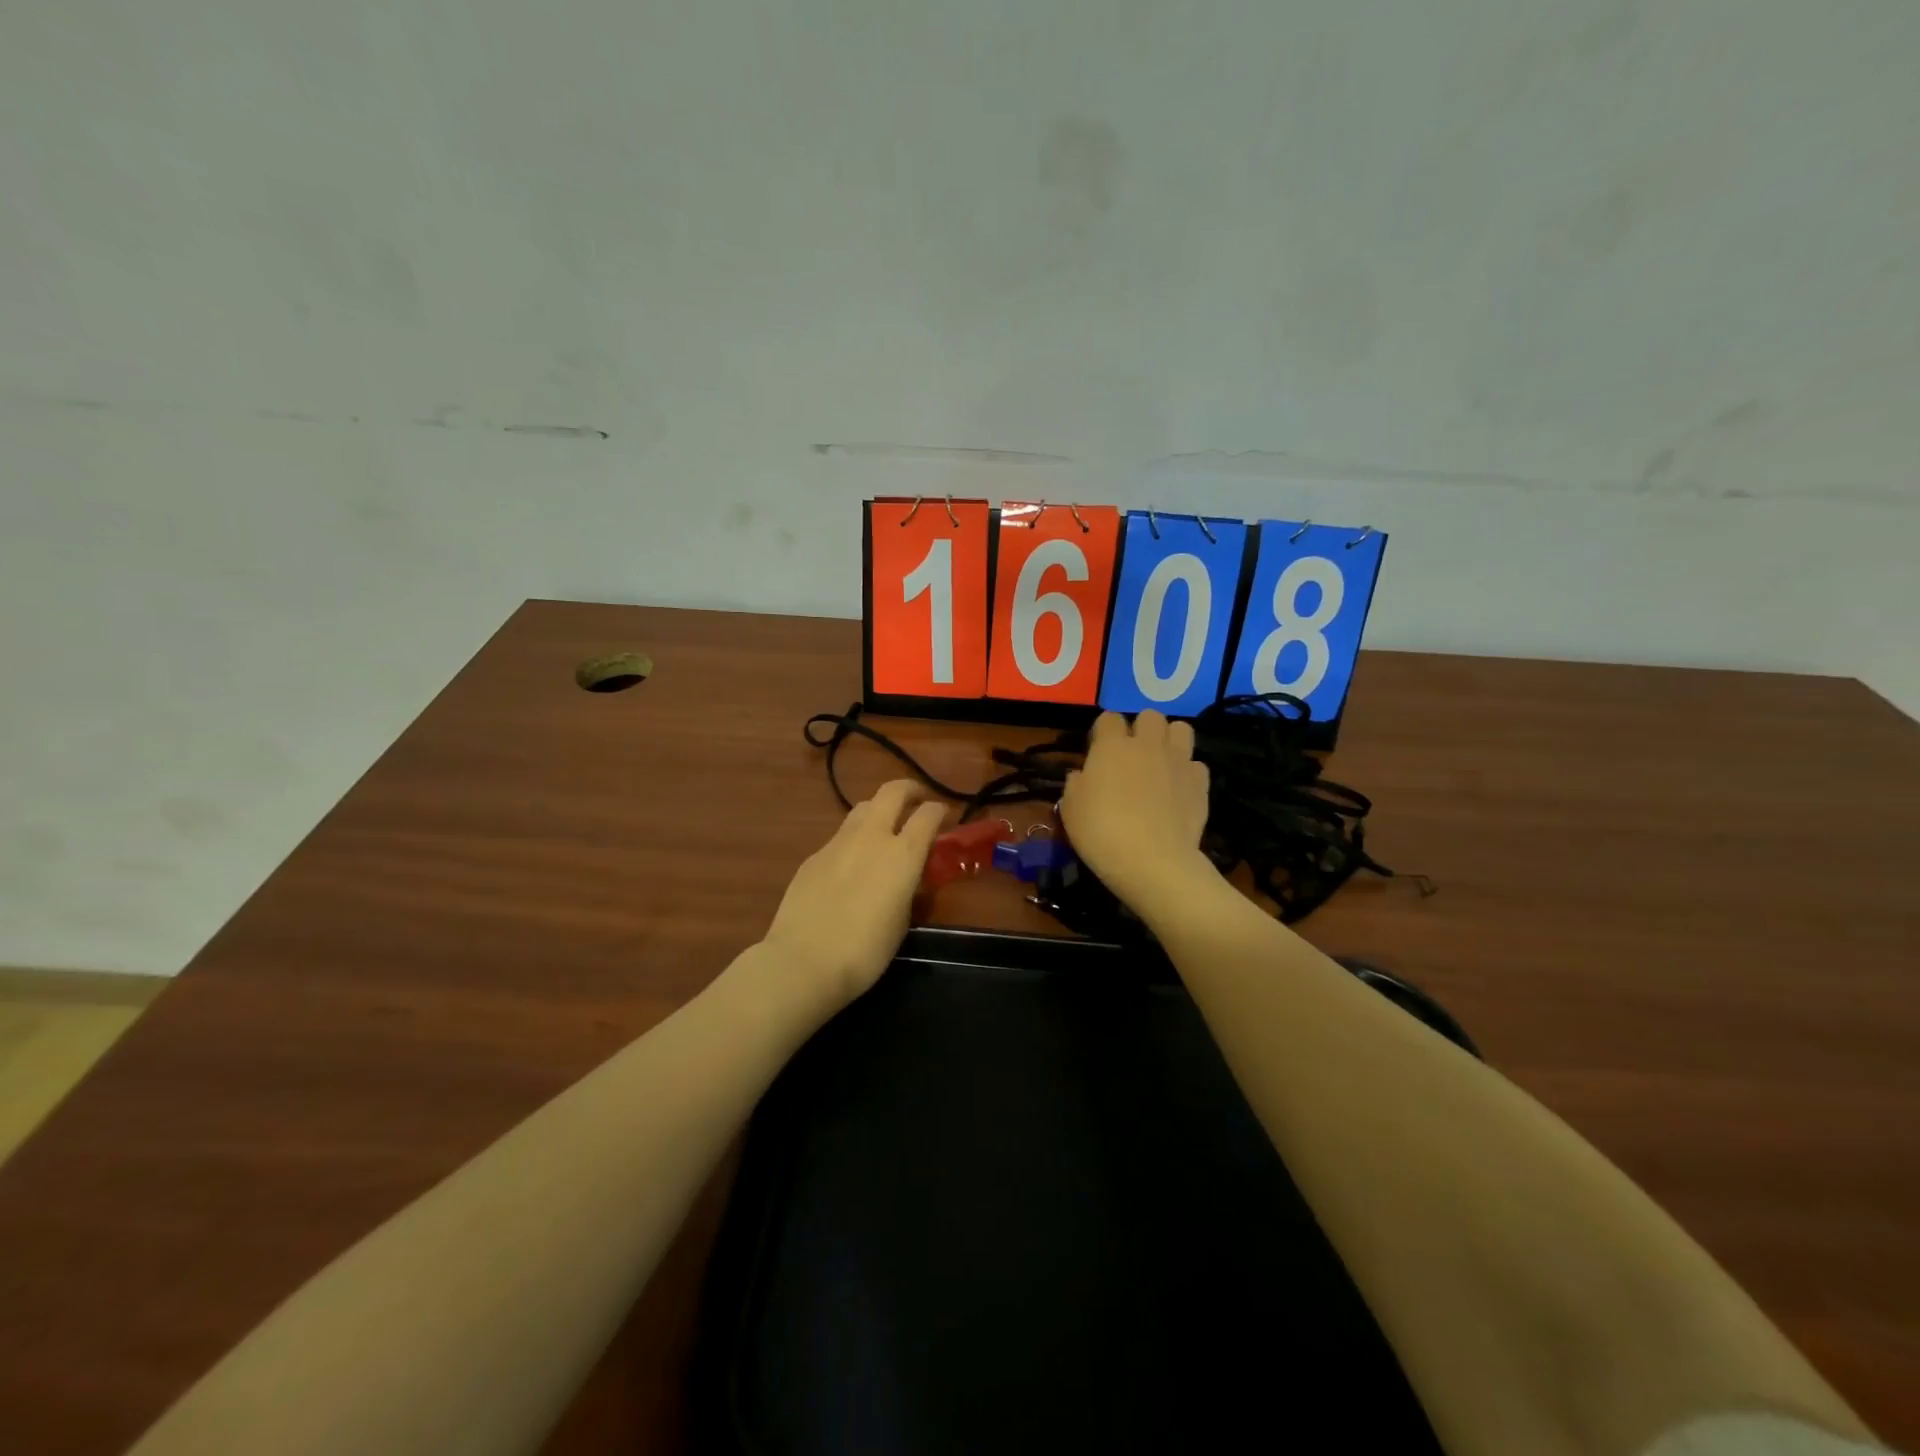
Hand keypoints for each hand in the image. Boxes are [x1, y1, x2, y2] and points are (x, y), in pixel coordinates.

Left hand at [759, 780, 945, 1010]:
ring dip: (879, 810)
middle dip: (909, 789)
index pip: (928, 814)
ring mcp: (838, 842)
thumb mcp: (902, 922)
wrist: (803, 961)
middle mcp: (872, 837)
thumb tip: (909, 878)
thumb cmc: (865, 951)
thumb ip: (909, 890)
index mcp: (903, 854)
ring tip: (884, 828)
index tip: (944, 815)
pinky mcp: (814, 856)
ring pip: (863, 808)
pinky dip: (854, 840)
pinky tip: (851, 865)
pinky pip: (840, 837)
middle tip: (917, 798)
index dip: (939, 810)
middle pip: (892, 792)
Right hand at [1061, 711, 1214, 912]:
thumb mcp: (1070, 809)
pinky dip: (1188, 772)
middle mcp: (1147, 745)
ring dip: (1170, 740)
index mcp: (1112, 746)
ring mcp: (1178, 761)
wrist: (1152, 861)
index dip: (1103, 732)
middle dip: (1141, 729)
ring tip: (1161, 762)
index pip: (1108, 718)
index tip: (1098, 752)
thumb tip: (1082, 776)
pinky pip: (1196, 764)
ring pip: (1181, 729)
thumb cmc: (1101, 832)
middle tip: (1132, 755)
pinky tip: (1178, 790)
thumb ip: (1075, 784)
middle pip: (1150, 716)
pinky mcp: (1201, 783)